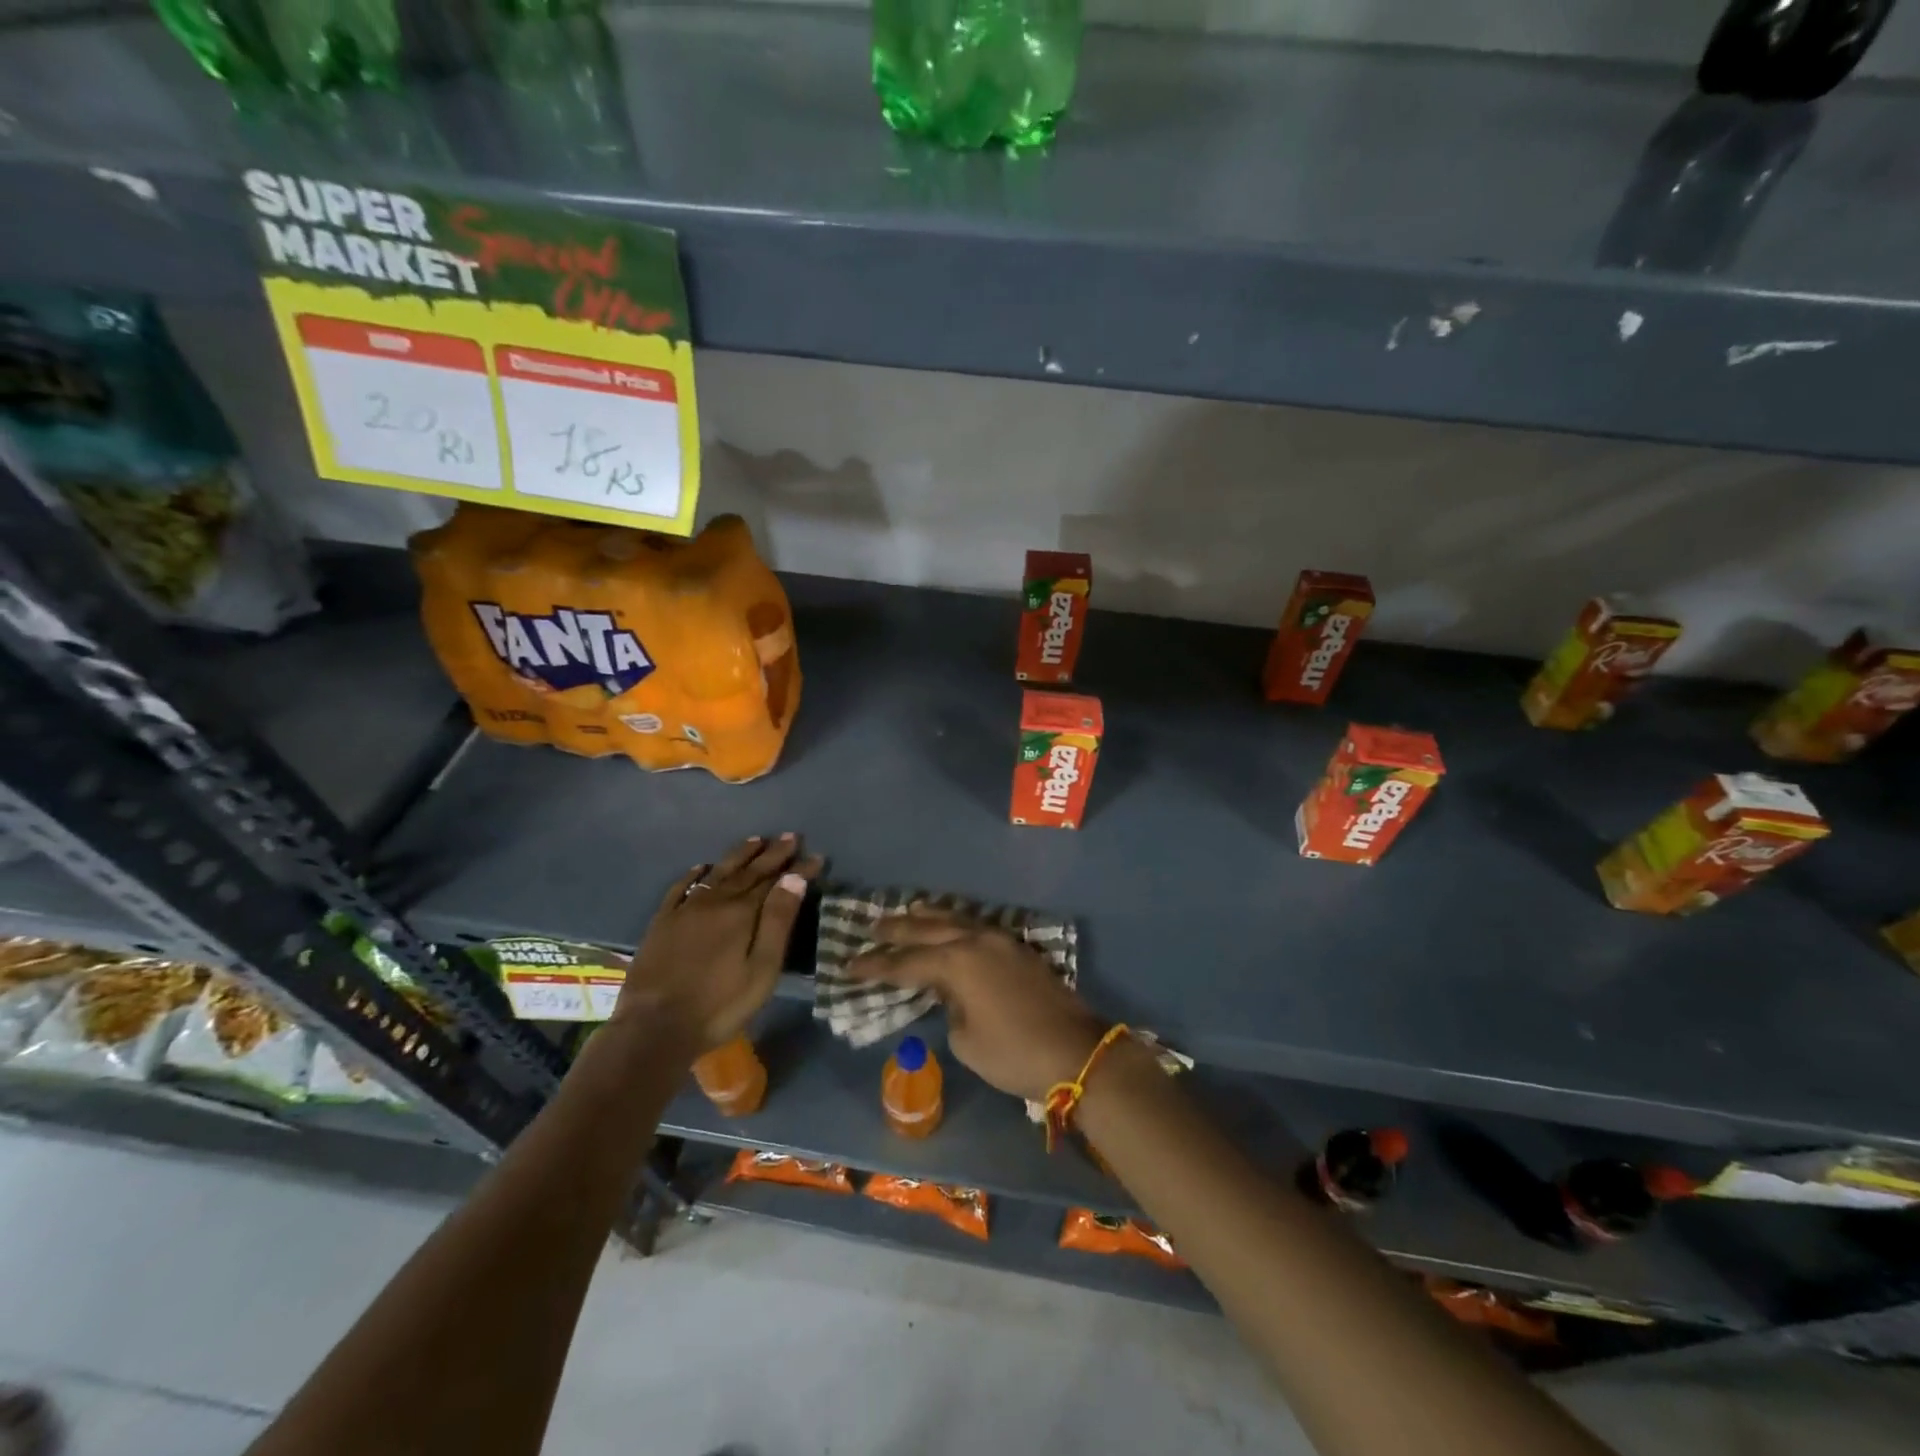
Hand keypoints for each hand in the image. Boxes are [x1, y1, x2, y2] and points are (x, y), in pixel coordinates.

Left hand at [614, 835, 822, 1050]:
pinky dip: (695, 875)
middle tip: (791, 837)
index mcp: (742, 912)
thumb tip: (793, 877)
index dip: (797, 868)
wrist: (654, 1027)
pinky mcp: (663, 922)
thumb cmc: (719, 1004)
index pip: (776, 881)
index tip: (816, 856)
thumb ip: (778, 921)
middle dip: (772, 853)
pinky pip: (681, 888)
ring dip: (739, 855)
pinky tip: (702, 868)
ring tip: (756, 840)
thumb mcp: (762, 968)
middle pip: (749, 871)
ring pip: (718, 873)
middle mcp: (715, 901)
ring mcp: (686, 909)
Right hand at [849, 906, 1103, 1101]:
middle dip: (898, 929)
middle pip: (929, 929)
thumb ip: (949, 1006)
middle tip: (872, 926)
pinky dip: (958, 922)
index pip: (906, 962)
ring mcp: (1001, 941)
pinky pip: (978, 926)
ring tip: (909, 910)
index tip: (849, 964)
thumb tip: (951, 992)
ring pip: (958, 919)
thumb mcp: (966, 1039)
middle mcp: (976, 941)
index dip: (876, 965)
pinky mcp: (1018, 949)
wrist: (1075, 1051)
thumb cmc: (1013, 1053)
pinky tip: (952, 924)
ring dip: (930, 915)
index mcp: (957, 962)